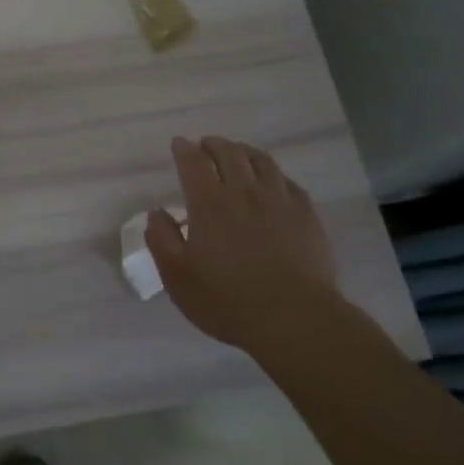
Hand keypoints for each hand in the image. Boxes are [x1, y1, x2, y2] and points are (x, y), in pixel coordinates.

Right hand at [146, 135, 344, 350]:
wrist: (295, 320)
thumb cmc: (228, 301)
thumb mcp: (178, 277)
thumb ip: (162, 239)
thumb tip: (157, 212)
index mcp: (209, 204)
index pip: (194, 162)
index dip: (184, 149)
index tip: (179, 144)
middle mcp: (244, 192)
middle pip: (229, 153)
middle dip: (213, 144)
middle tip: (205, 145)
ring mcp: (279, 201)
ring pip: (261, 161)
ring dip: (244, 151)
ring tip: (237, 155)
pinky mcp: (306, 215)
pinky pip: (288, 181)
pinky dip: (273, 174)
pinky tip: (271, 182)